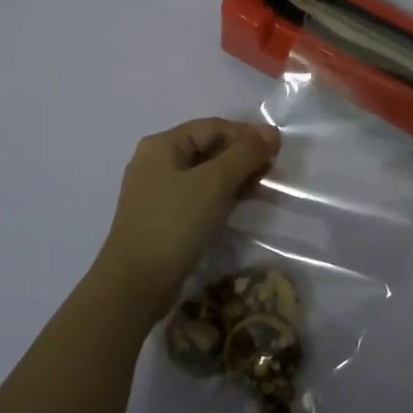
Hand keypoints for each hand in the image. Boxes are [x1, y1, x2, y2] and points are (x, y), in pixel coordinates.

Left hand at [95, 118, 280, 319]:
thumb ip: (244, 154)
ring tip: (263, 184)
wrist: (134, 285)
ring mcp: (157, 191)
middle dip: (241, 154)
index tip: (277, 148)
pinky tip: (242, 203)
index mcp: (162, 145)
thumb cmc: (173, 224)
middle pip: (208, 147)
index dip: (246, 133)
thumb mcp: (213, 183)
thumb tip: (272, 133)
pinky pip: (198, 194)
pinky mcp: (164, 217)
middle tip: (272, 168)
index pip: (212, 127)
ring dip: (234, 175)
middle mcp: (156, 162)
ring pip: (205, 173)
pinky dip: (221, 194)